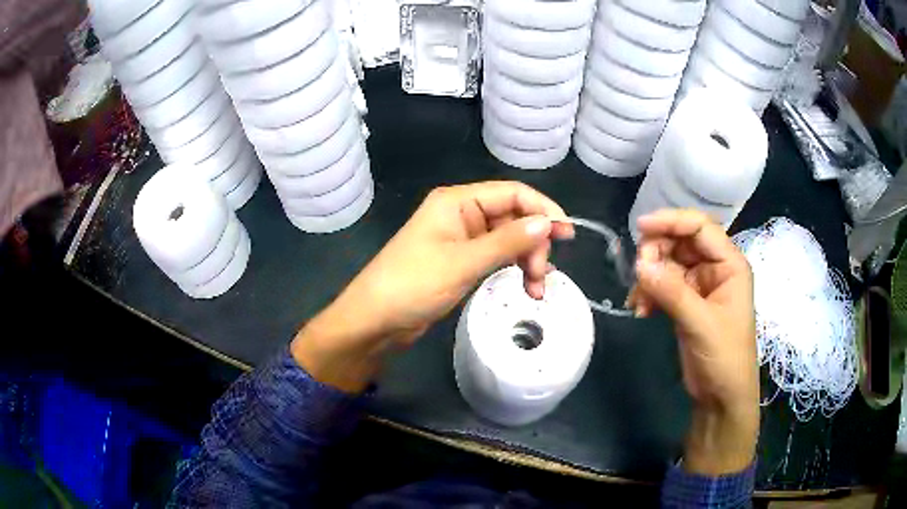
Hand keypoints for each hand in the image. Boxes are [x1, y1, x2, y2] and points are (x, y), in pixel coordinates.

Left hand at [292, 181, 572, 392]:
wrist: (374, 320)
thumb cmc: (413, 285)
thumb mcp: (464, 262)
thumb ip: (508, 241)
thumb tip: (548, 222)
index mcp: (457, 201)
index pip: (512, 193)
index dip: (543, 210)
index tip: (567, 235)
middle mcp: (461, 214)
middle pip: (513, 217)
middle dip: (533, 243)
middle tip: (541, 276)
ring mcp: (461, 239)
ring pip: (507, 239)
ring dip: (526, 259)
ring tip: (535, 289)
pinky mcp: (460, 261)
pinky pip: (495, 256)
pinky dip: (512, 268)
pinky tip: (525, 286)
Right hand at [628, 210, 758, 474]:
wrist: (721, 397)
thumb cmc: (724, 357)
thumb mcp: (701, 324)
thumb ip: (672, 292)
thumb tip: (640, 265)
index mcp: (729, 264)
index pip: (700, 227)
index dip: (671, 221)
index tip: (640, 227)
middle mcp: (715, 268)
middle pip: (681, 242)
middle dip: (656, 253)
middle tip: (639, 274)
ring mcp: (700, 285)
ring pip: (669, 263)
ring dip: (650, 276)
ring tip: (639, 301)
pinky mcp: (686, 302)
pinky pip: (663, 285)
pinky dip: (650, 293)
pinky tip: (642, 311)